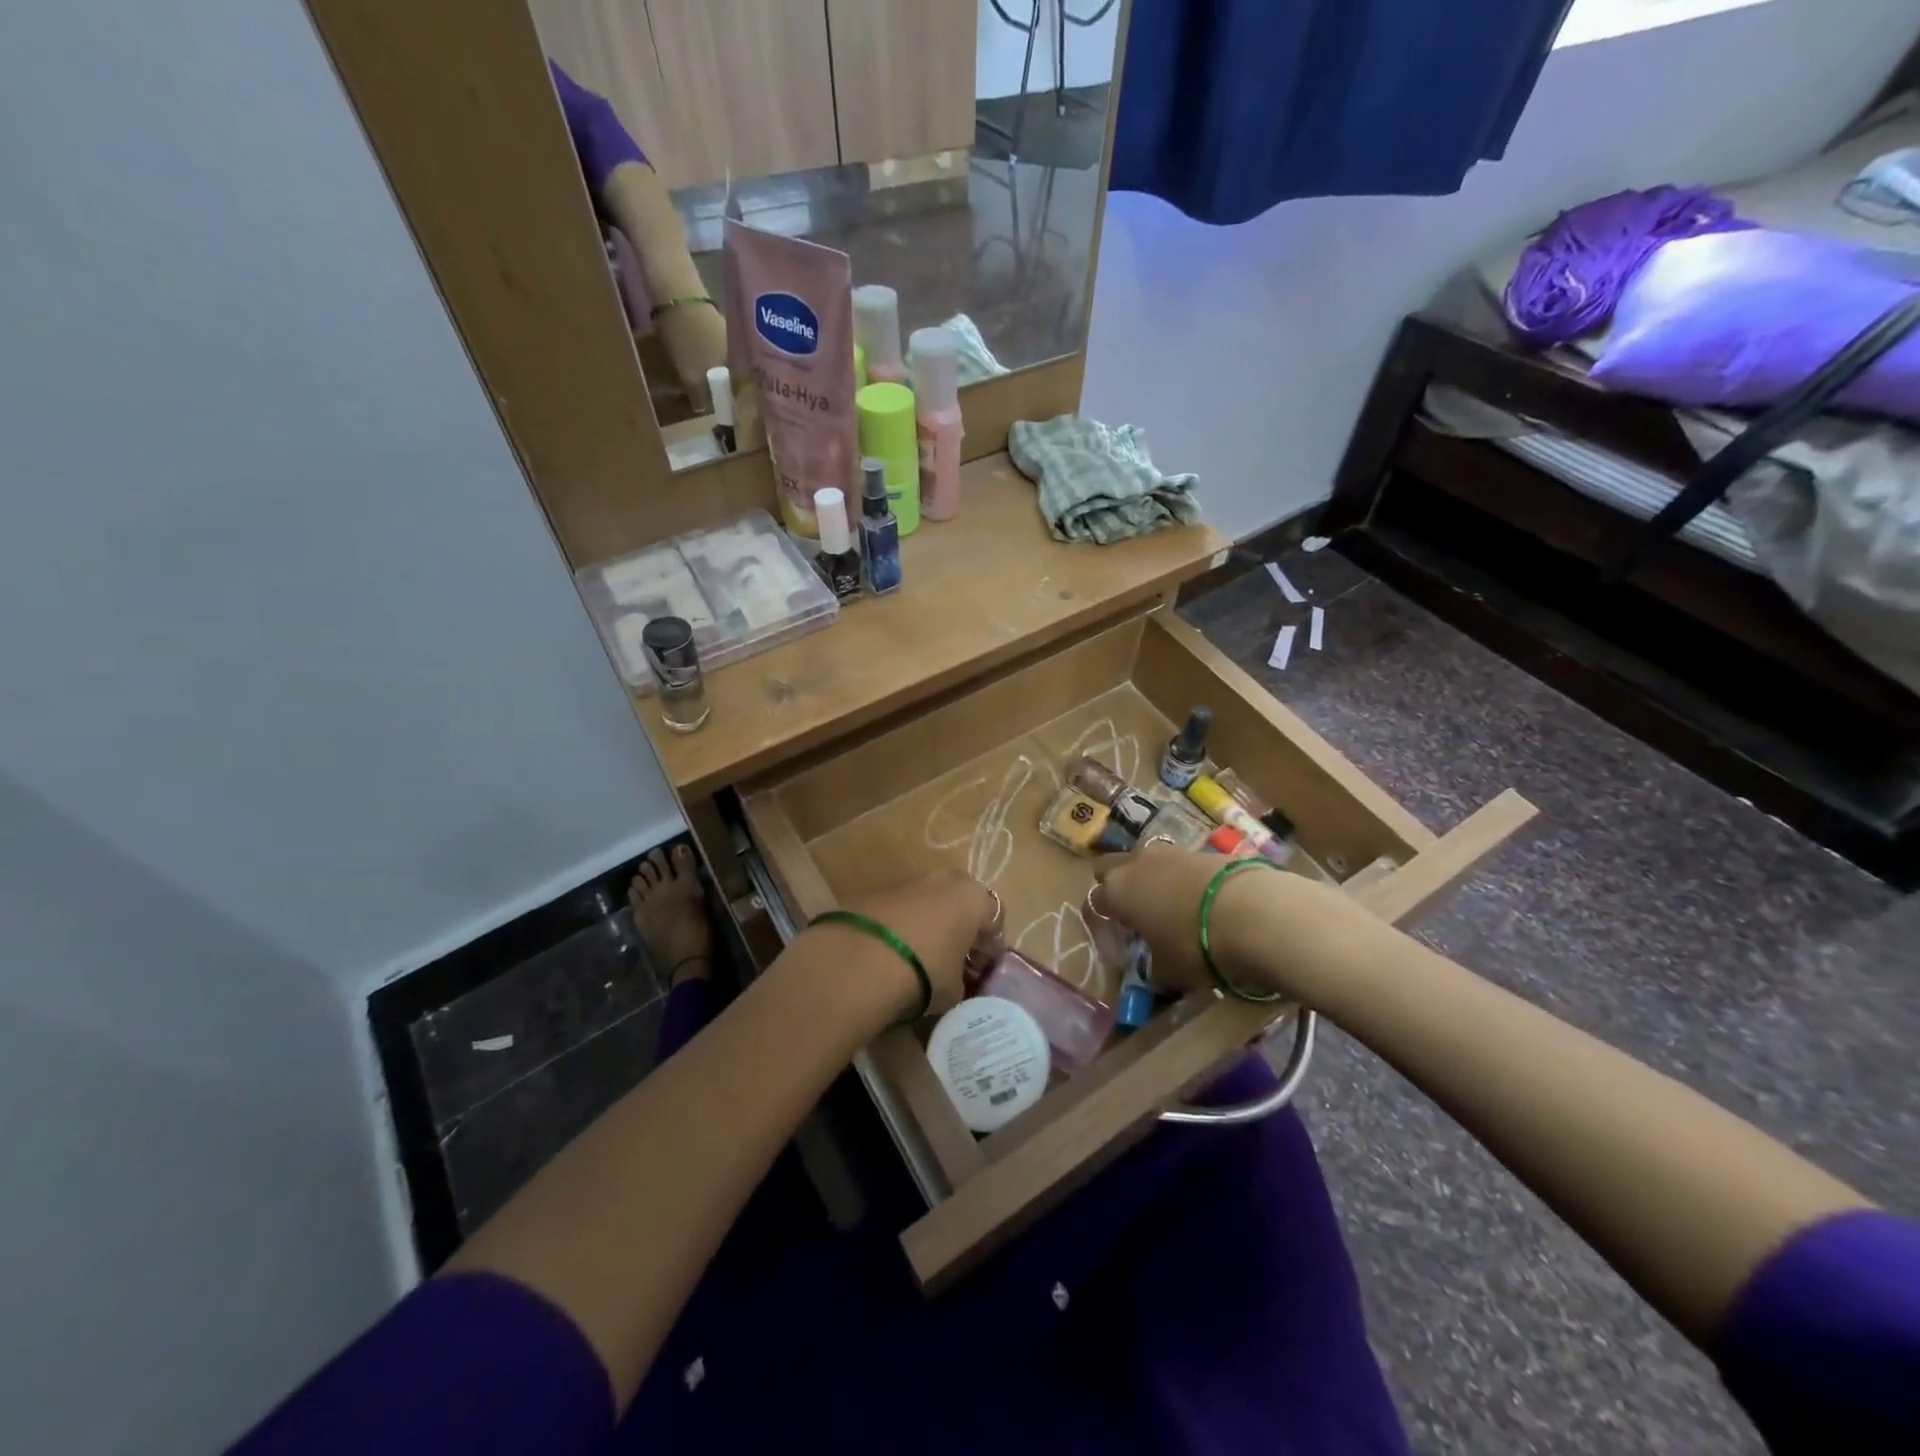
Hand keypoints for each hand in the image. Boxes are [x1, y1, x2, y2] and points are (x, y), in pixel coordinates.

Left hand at [833, 869, 996, 1018]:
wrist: (859, 960)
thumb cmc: (925, 972)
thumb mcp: (955, 990)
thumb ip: (963, 981)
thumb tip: (957, 981)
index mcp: (974, 898)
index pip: (995, 919)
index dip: (991, 947)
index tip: (984, 969)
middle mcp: (945, 880)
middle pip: (962, 902)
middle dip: (963, 927)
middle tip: (958, 958)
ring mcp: (910, 881)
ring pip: (932, 901)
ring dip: (933, 923)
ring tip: (926, 956)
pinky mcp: (878, 891)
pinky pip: (904, 908)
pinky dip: (906, 925)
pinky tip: (898, 951)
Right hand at [1091, 843, 1226, 995]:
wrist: (1249, 911)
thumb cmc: (1193, 944)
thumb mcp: (1168, 971)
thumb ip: (1153, 969)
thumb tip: (1155, 971)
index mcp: (1117, 892)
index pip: (1094, 904)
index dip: (1101, 926)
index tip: (1116, 947)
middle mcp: (1135, 864)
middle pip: (1109, 867)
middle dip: (1115, 886)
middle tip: (1131, 914)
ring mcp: (1169, 852)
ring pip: (1145, 861)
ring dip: (1149, 879)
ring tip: (1167, 906)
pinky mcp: (1201, 850)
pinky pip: (1177, 864)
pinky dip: (1180, 879)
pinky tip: (1197, 901)